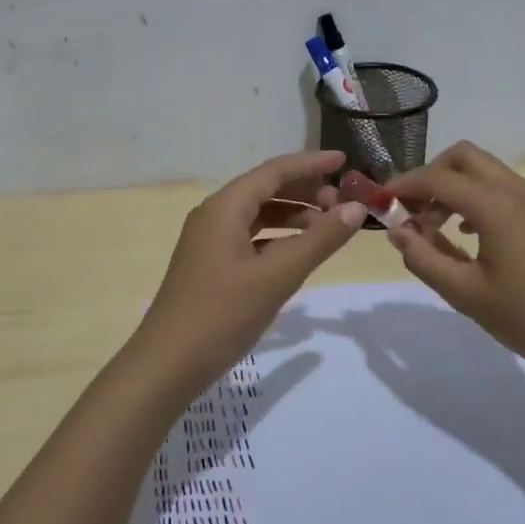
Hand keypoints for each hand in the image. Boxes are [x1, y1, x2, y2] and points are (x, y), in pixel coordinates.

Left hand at [133, 150, 366, 388]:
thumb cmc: (222, 314)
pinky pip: (250, 237)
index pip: (274, 171)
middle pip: (265, 188)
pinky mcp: (210, 264)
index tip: (346, 160)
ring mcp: (209, 241)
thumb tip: (356, 208)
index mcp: (225, 207)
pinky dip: (278, 238)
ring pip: (258, 214)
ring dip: (293, 215)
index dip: (311, 163)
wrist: (168, 364)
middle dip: (305, 190)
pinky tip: (299, 253)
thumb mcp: (278, 276)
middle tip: (344, 204)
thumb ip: (319, 240)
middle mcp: (214, 215)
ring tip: (328, 227)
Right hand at [384, 141, 524, 383]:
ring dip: (452, 188)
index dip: (403, 186)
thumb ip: (424, 258)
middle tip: (410, 211)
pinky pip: (500, 190)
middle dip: (430, 176)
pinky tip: (465, 237)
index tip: (380, 203)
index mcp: (496, 206)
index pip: (438, 178)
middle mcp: (516, 192)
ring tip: (432, 228)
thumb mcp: (465, 293)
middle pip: (463, 157)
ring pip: (483, 172)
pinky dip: (474, 200)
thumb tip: (397, 232)